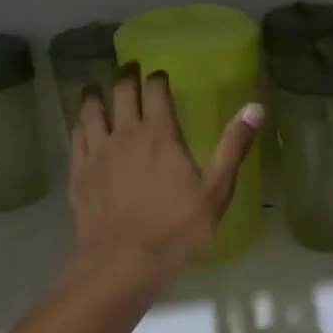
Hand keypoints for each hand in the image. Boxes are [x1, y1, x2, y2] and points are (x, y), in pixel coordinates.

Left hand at [67, 72, 260, 291]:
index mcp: (160, 134)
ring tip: (97, 88)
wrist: (122, 263)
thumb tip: (255, 108)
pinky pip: (76, 137)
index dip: (158, 78)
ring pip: (91, 110)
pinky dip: (80, 124)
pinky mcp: (79, 173)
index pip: (156, 91)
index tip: (160, 73)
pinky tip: (82, 126)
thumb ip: (233, 147)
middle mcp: (125, 134)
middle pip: (121, 93)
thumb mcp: (216, 192)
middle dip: (127, 77)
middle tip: (130, 69)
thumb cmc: (176, 230)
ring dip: (96, 95)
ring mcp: (97, 152)